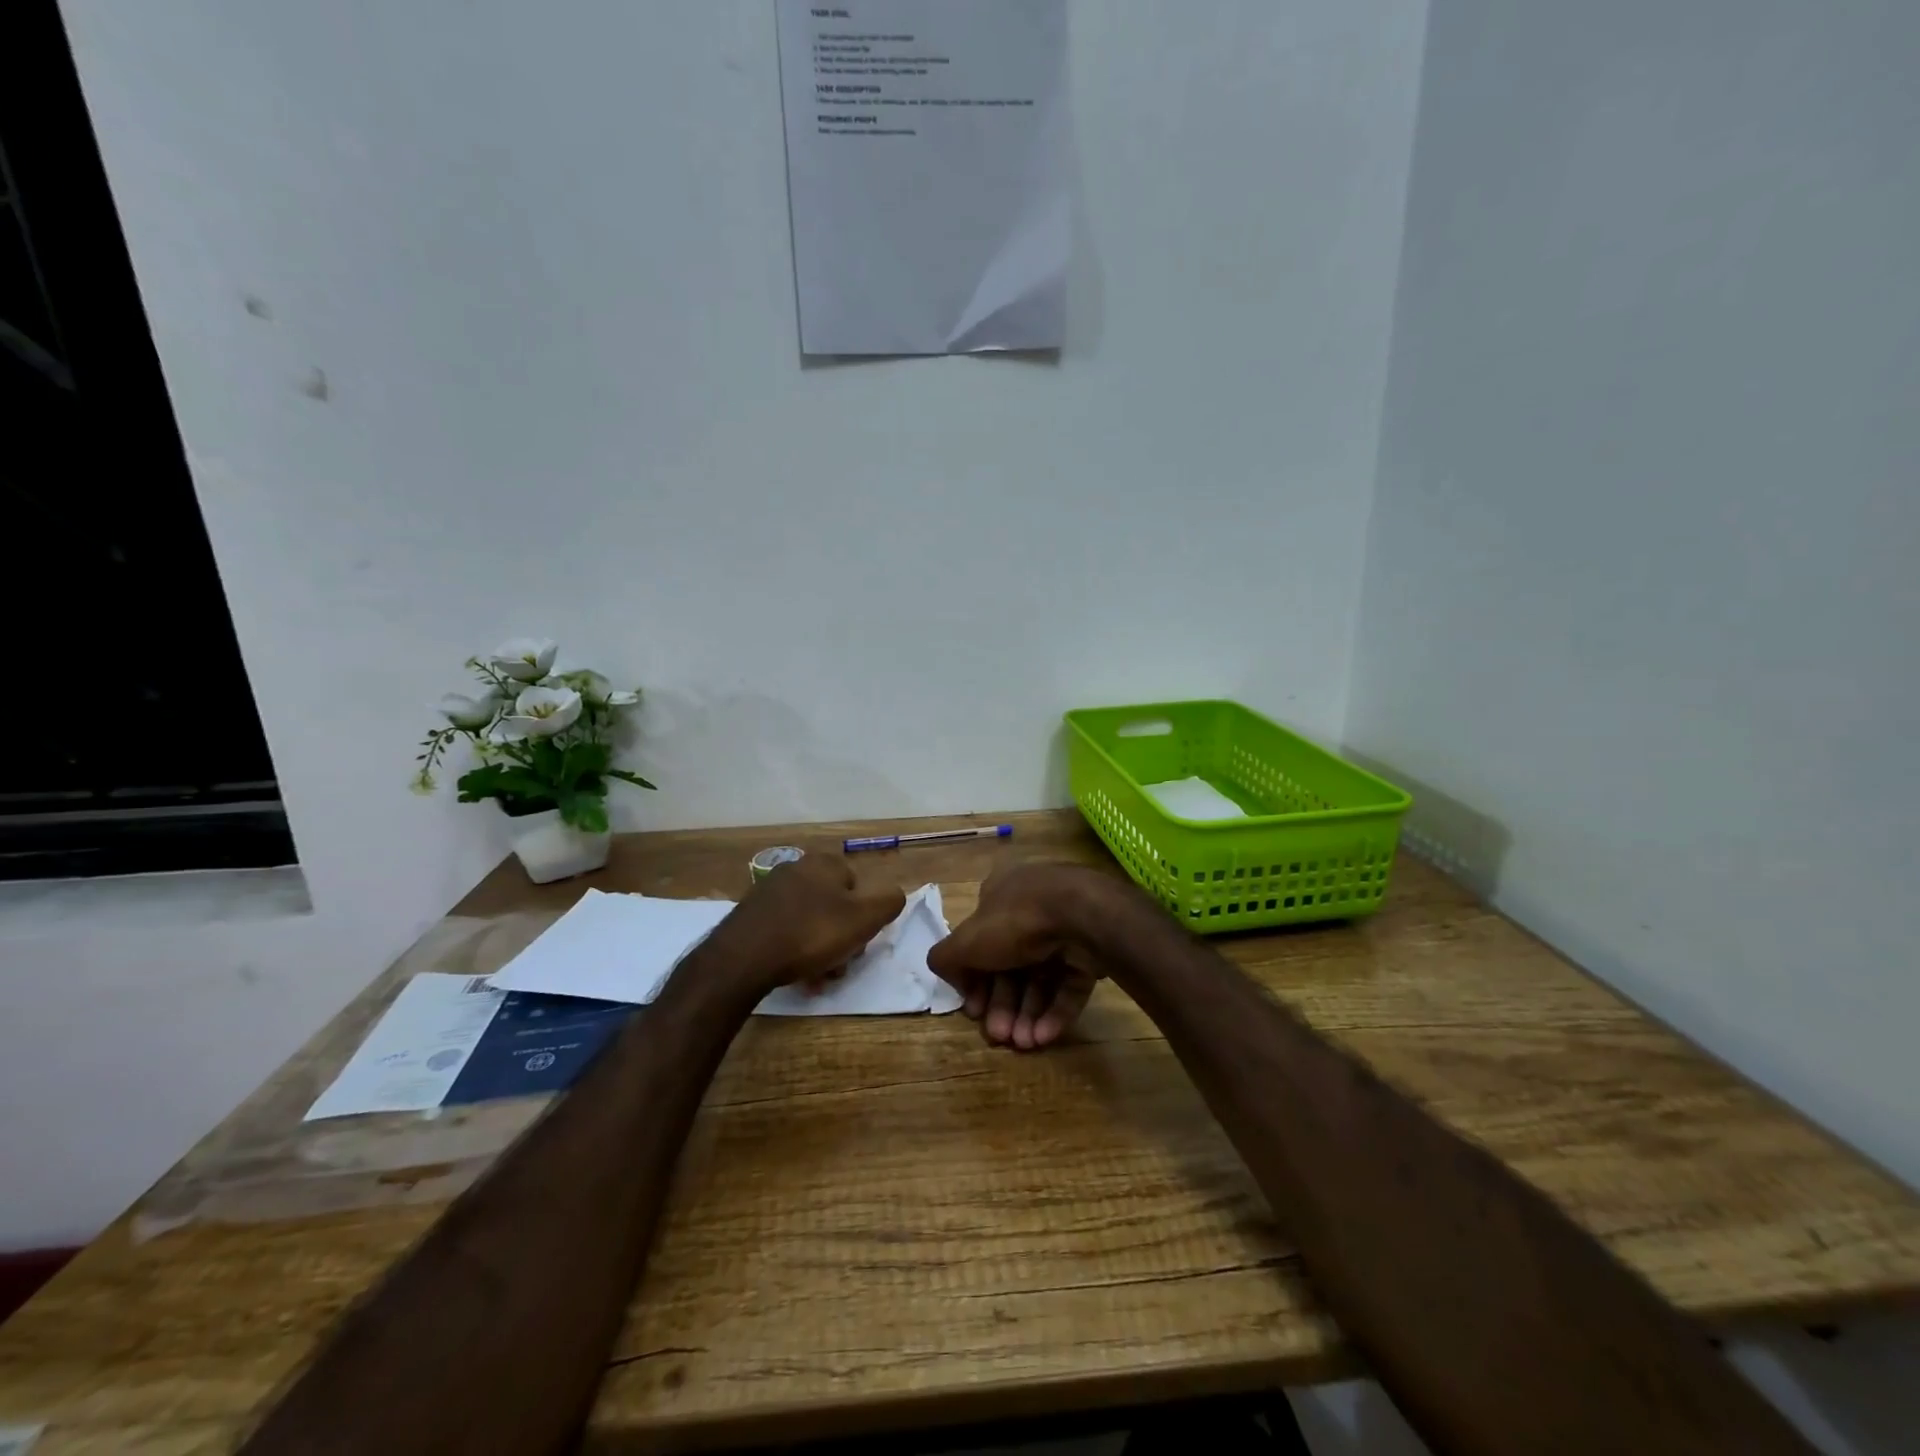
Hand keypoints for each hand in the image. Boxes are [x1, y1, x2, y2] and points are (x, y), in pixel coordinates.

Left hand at [707, 855, 904, 995]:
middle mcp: (797, 868)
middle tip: (839, 966)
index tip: (858, 944)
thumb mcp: (864, 919)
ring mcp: (770, 891)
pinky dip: (794, 950)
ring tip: (816, 978)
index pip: (858, 887)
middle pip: (834, 906)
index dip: (864, 918)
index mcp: (824, 863)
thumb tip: (896, 894)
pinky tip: (793, 973)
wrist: (742, 957)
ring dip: (819, 949)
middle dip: (841, 937)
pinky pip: (785, 930)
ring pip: (810, 921)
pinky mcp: (750, 914)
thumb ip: (889, 902)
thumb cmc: (810, 934)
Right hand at [928, 862, 1133, 1049]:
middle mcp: (1031, 909)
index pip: (980, 942)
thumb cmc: (1016, 922)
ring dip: (1028, 1014)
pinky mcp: (1091, 951)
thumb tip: (952, 976)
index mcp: (1000, 897)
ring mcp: (1064, 930)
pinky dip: (1055, 1011)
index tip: (974, 1010)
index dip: (973, 979)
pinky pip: (1068, 984)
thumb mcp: (965, 941)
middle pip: (1010, 965)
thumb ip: (946, 959)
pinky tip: (1044, 1036)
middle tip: (999, 1035)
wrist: (1082, 916)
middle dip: (1002, 1004)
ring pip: (1040, 979)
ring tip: (1024, 1043)